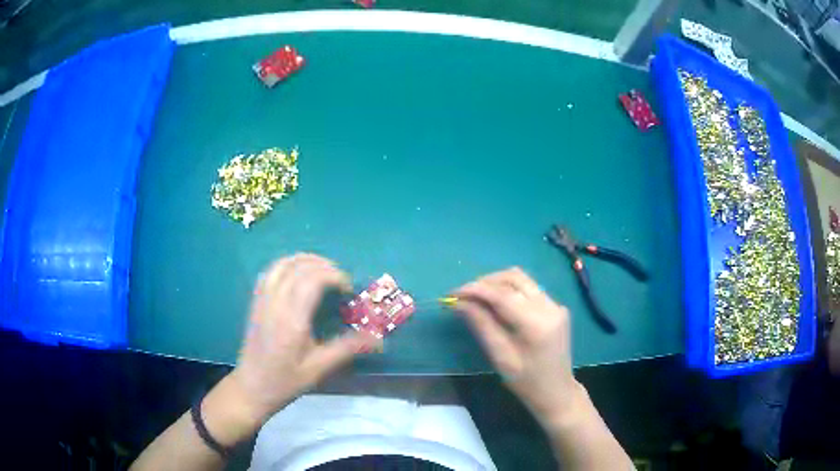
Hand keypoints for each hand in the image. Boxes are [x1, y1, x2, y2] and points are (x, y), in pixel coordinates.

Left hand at [226, 254, 380, 423]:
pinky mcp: (256, 303)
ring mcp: (262, 301)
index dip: (334, 276)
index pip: (312, 280)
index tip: (348, 289)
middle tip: (340, 279)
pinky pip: (270, 272)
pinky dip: (286, 265)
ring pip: (281, 264)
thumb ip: (348, 348)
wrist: (252, 387)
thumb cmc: (286, 381)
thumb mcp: (319, 368)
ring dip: (304, 260)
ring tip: (322, 269)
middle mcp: (275, 304)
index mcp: (292, 320)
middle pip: (298, 267)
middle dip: (323, 265)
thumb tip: (378, 339)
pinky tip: (297, 274)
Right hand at [453, 267, 580, 422]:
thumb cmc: (526, 382)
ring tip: (476, 297)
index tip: (453, 293)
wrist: (557, 391)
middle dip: (486, 282)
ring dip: (497, 283)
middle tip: (464, 295)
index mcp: (536, 324)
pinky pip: (529, 289)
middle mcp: (550, 307)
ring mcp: (556, 304)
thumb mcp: (500, 357)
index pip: (502, 295)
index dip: (475, 289)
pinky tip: (496, 304)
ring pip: (522, 279)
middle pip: (514, 278)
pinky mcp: (556, 307)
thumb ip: (482, 325)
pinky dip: (509, 291)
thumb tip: (459, 303)